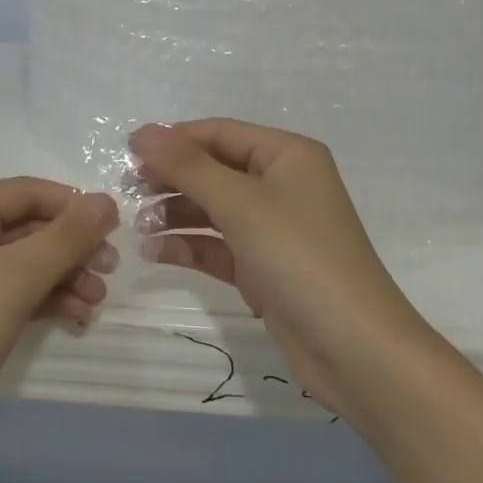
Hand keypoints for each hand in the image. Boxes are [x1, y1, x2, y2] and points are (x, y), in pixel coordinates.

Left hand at [0, 179, 117, 463]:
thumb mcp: (16, 278)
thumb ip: (66, 237)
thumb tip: (106, 201)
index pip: (28, 191)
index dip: (73, 206)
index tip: (116, 230)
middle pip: (27, 225)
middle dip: (71, 247)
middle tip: (110, 270)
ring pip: (23, 261)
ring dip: (63, 275)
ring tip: (97, 301)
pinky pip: (11, 290)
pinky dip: (44, 298)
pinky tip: (75, 315)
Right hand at [129, 119, 426, 421]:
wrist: (355, 350)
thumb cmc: (300, 258)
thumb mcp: (240, 204)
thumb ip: (187, 166)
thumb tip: (142, 131)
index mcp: (287, 156)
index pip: (219, 133)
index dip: (174, 140)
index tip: (128, 153)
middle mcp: (282, 185)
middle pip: (214, 169)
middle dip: (172, 178)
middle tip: (128, 190)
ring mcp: (274, 229)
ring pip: (213, 208)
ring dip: (175, 212)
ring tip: (138, 224)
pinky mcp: (264, 268)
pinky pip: (218, 245)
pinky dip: (189, 245)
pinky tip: (155, 251)